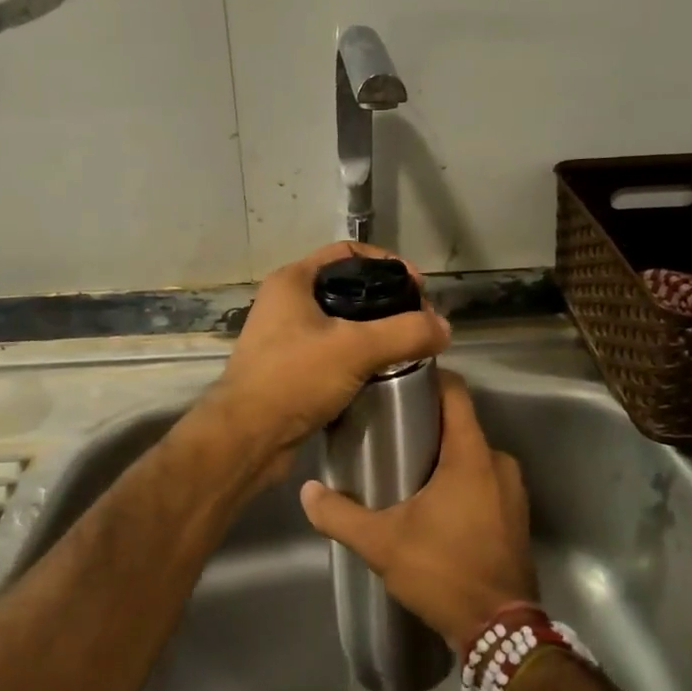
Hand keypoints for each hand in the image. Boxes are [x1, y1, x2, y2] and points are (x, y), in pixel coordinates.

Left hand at [210, 242, 451, 478]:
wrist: (247, 438)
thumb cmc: (294, 378)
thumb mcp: (356, 348)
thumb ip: (405, 333)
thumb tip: (445, 328)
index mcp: (293, 282)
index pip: (348, 252)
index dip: (387, 263)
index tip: (418, 286)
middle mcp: (286, 303)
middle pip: (347, 288)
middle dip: (386, 302)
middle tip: (419, 320)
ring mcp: (285, 338)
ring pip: (341, 324)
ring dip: (374, 332)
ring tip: (406, 347)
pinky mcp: (290, 370)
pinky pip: (332, 354)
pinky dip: (358, 358)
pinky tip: (382, 373)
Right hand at [299, 371, 537, 651]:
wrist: (500, 630)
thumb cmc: (444, 572)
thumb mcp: (382, 544)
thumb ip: (341, 515)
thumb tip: (307, 492)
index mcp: (471, 455)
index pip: (456, 392)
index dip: (430, 379)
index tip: (398, 381)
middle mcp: (499, 462)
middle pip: (461, 424)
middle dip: (427, 423)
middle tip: (388, 431)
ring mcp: (512, 489)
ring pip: (472, 454)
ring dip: (444, 456)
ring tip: (406, 467)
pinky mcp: (515, 514)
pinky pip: (485, 479)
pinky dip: (461, 480)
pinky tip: (434, 502)